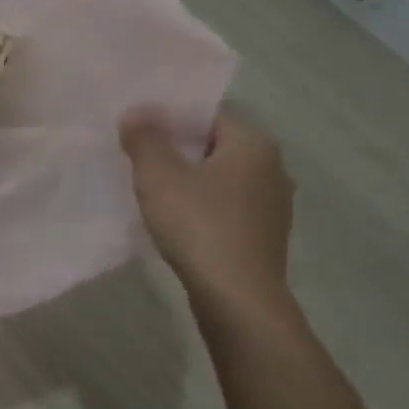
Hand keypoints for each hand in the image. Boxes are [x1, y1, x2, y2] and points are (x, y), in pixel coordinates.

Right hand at [121, 108, 295, 314]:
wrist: (237, 297)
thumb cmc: (199, 226)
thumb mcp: (159, 178)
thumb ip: (145, 140)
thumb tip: (136, 111)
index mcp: (253, 144)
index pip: (208, 114)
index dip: (169, 117)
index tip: (136, 129)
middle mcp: (272, 167)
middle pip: (215, 145)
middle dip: (177, 149)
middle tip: (136, 157)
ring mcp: (272, 204)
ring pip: (221, 178)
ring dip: (189, 180)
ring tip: (151, 189)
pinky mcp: (263, 235)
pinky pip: (226, 206)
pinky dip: (201, 206)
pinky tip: (176, 220)